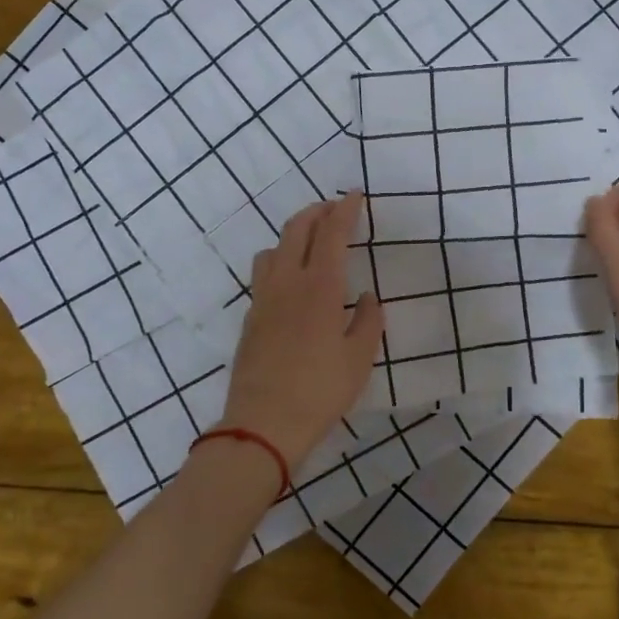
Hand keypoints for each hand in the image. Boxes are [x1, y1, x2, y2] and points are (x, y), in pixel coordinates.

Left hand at [220, 194, 384, 468]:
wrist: (262, 423)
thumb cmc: (320, 391)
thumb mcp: (358, 359)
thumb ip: (367, 321)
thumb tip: (367, 297)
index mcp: (319, 287)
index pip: (331, 233)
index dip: (345, 210)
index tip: (355, 195)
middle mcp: (287, 282)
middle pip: (296, 229)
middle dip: (317, 211)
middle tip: (334, 208)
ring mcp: (263, 298)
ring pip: (273, 247)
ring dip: (293, 233)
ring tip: (310, 240)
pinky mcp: (250, 316)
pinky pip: (263, 272)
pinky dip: (279, 259)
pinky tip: (291, 279)